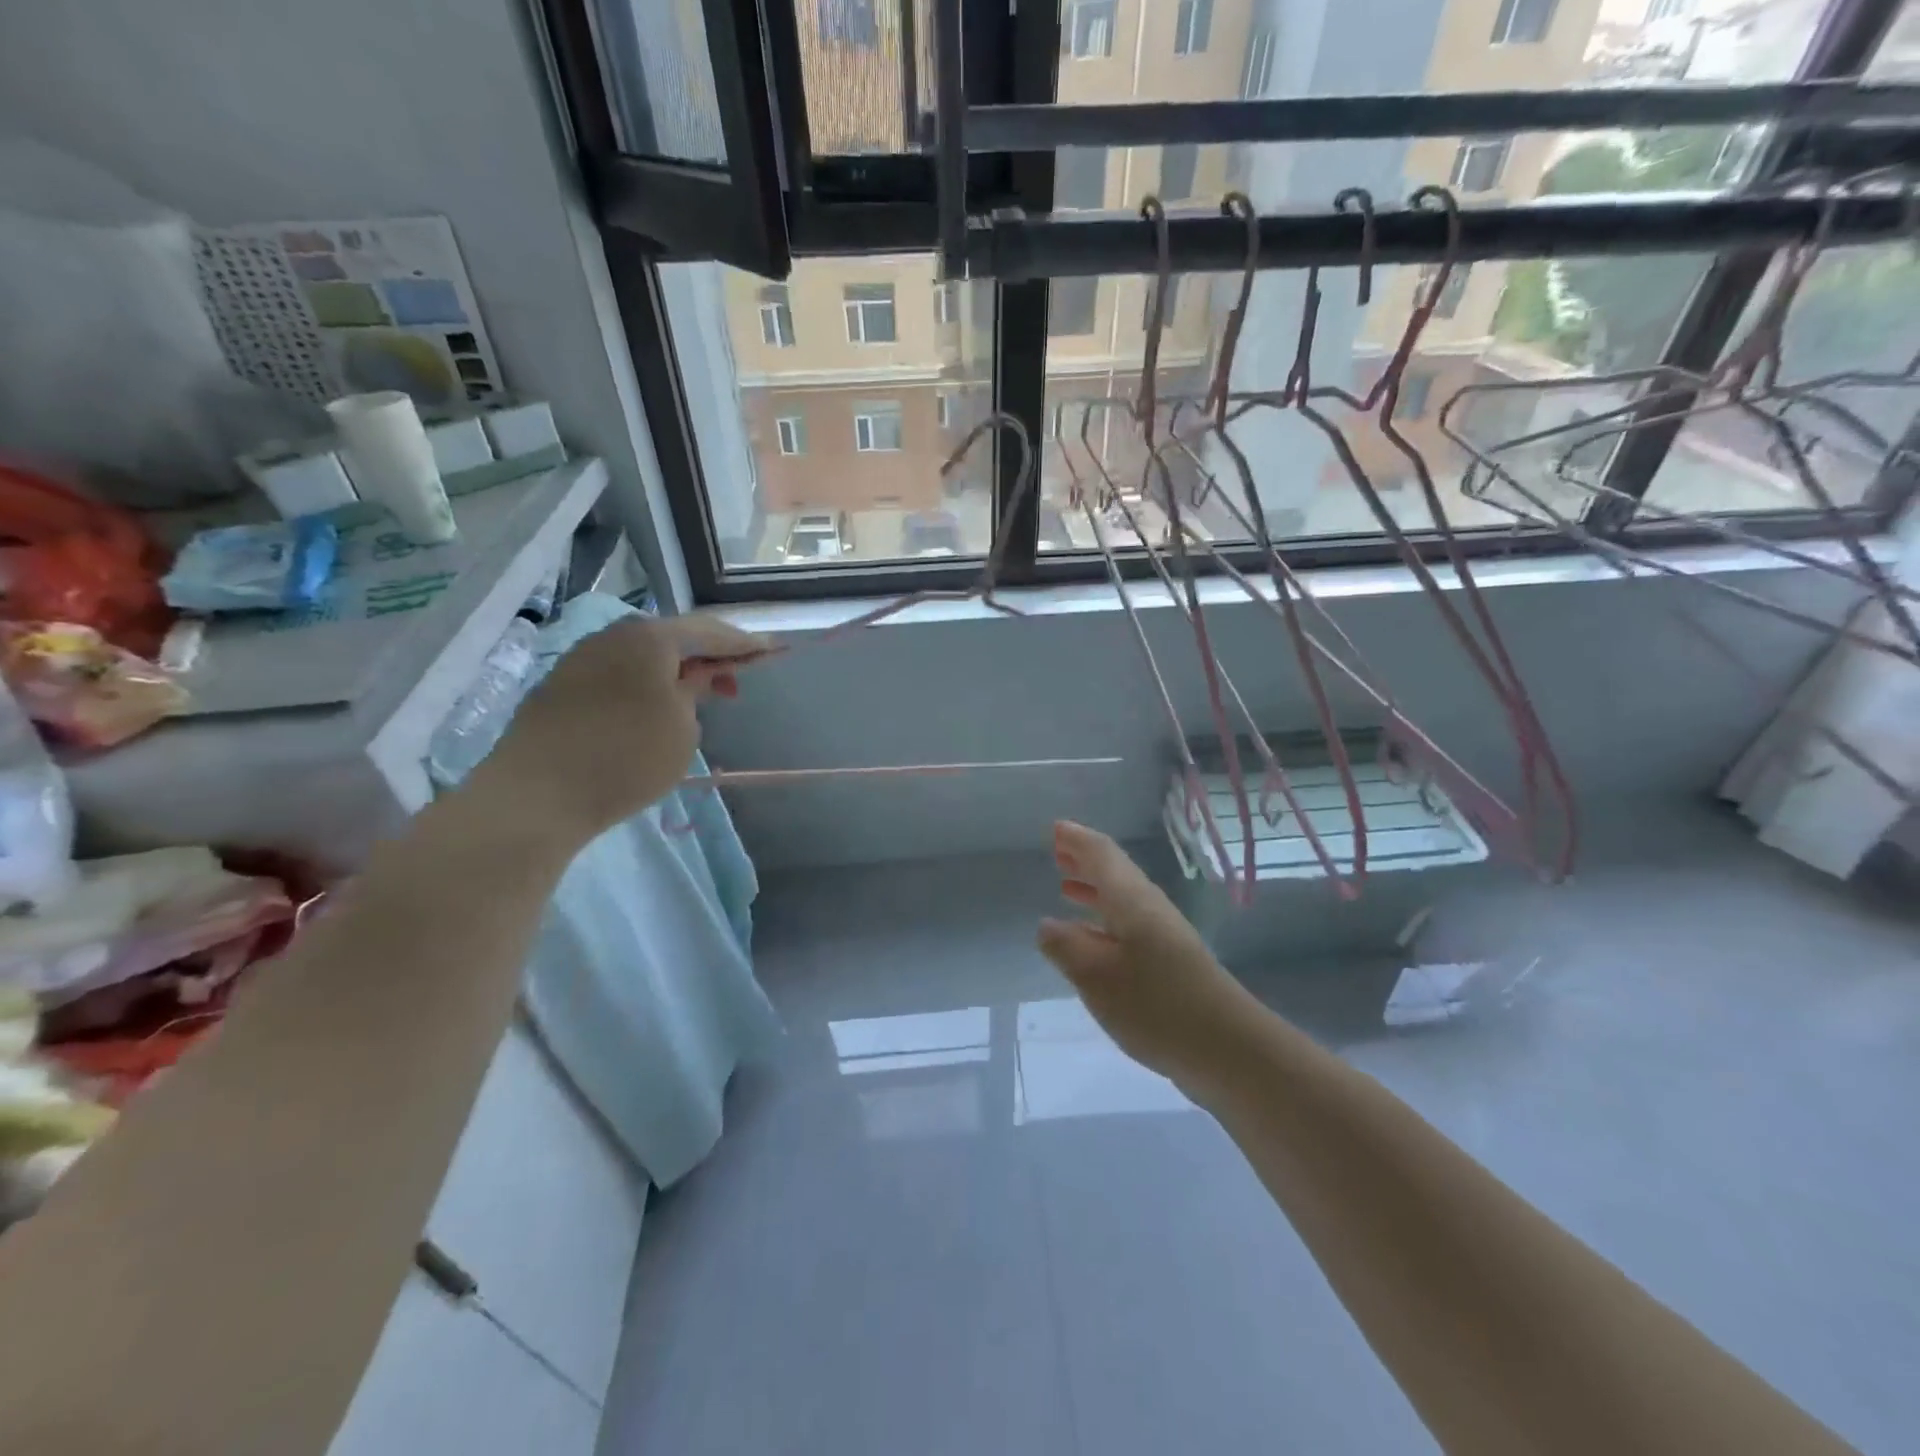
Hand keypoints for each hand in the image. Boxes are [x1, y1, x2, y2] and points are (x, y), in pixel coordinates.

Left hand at [480, 614, 770, 845]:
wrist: (535, 795)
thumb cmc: (626, 757)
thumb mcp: (682, 727)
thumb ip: (696, 692)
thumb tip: (694, 677)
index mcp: (650, 638)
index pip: (710, 632)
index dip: (745, 644)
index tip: (773, 652)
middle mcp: (613, 636)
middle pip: (673, 638)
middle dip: (709, 657)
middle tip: (736, 680)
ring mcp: (581, 659)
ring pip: (643, 657)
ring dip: (675, 672)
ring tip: (697, 698)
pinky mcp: (560, 687)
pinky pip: (618, 675)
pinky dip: (646, 685)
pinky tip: (653, 709)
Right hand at [1038, 821, 1259, 1097]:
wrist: (1228, 1048)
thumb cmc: (1156, 1005)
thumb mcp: (1097, 977)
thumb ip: (1066, 947)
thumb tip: (1047, 925)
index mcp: (1131, 901)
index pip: (1102, 855)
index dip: (1077, 840)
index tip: (1055, 827)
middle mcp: (1148, 909)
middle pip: (1115, 872)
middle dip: (1085, 859)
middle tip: (1057, 850)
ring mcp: (1162, 936)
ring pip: (1121, 898)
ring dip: (1094, 887)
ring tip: (1066, 884)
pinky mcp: (1169, 962)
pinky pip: (1127, 923)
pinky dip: (1104, 917)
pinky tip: (1091, 937)